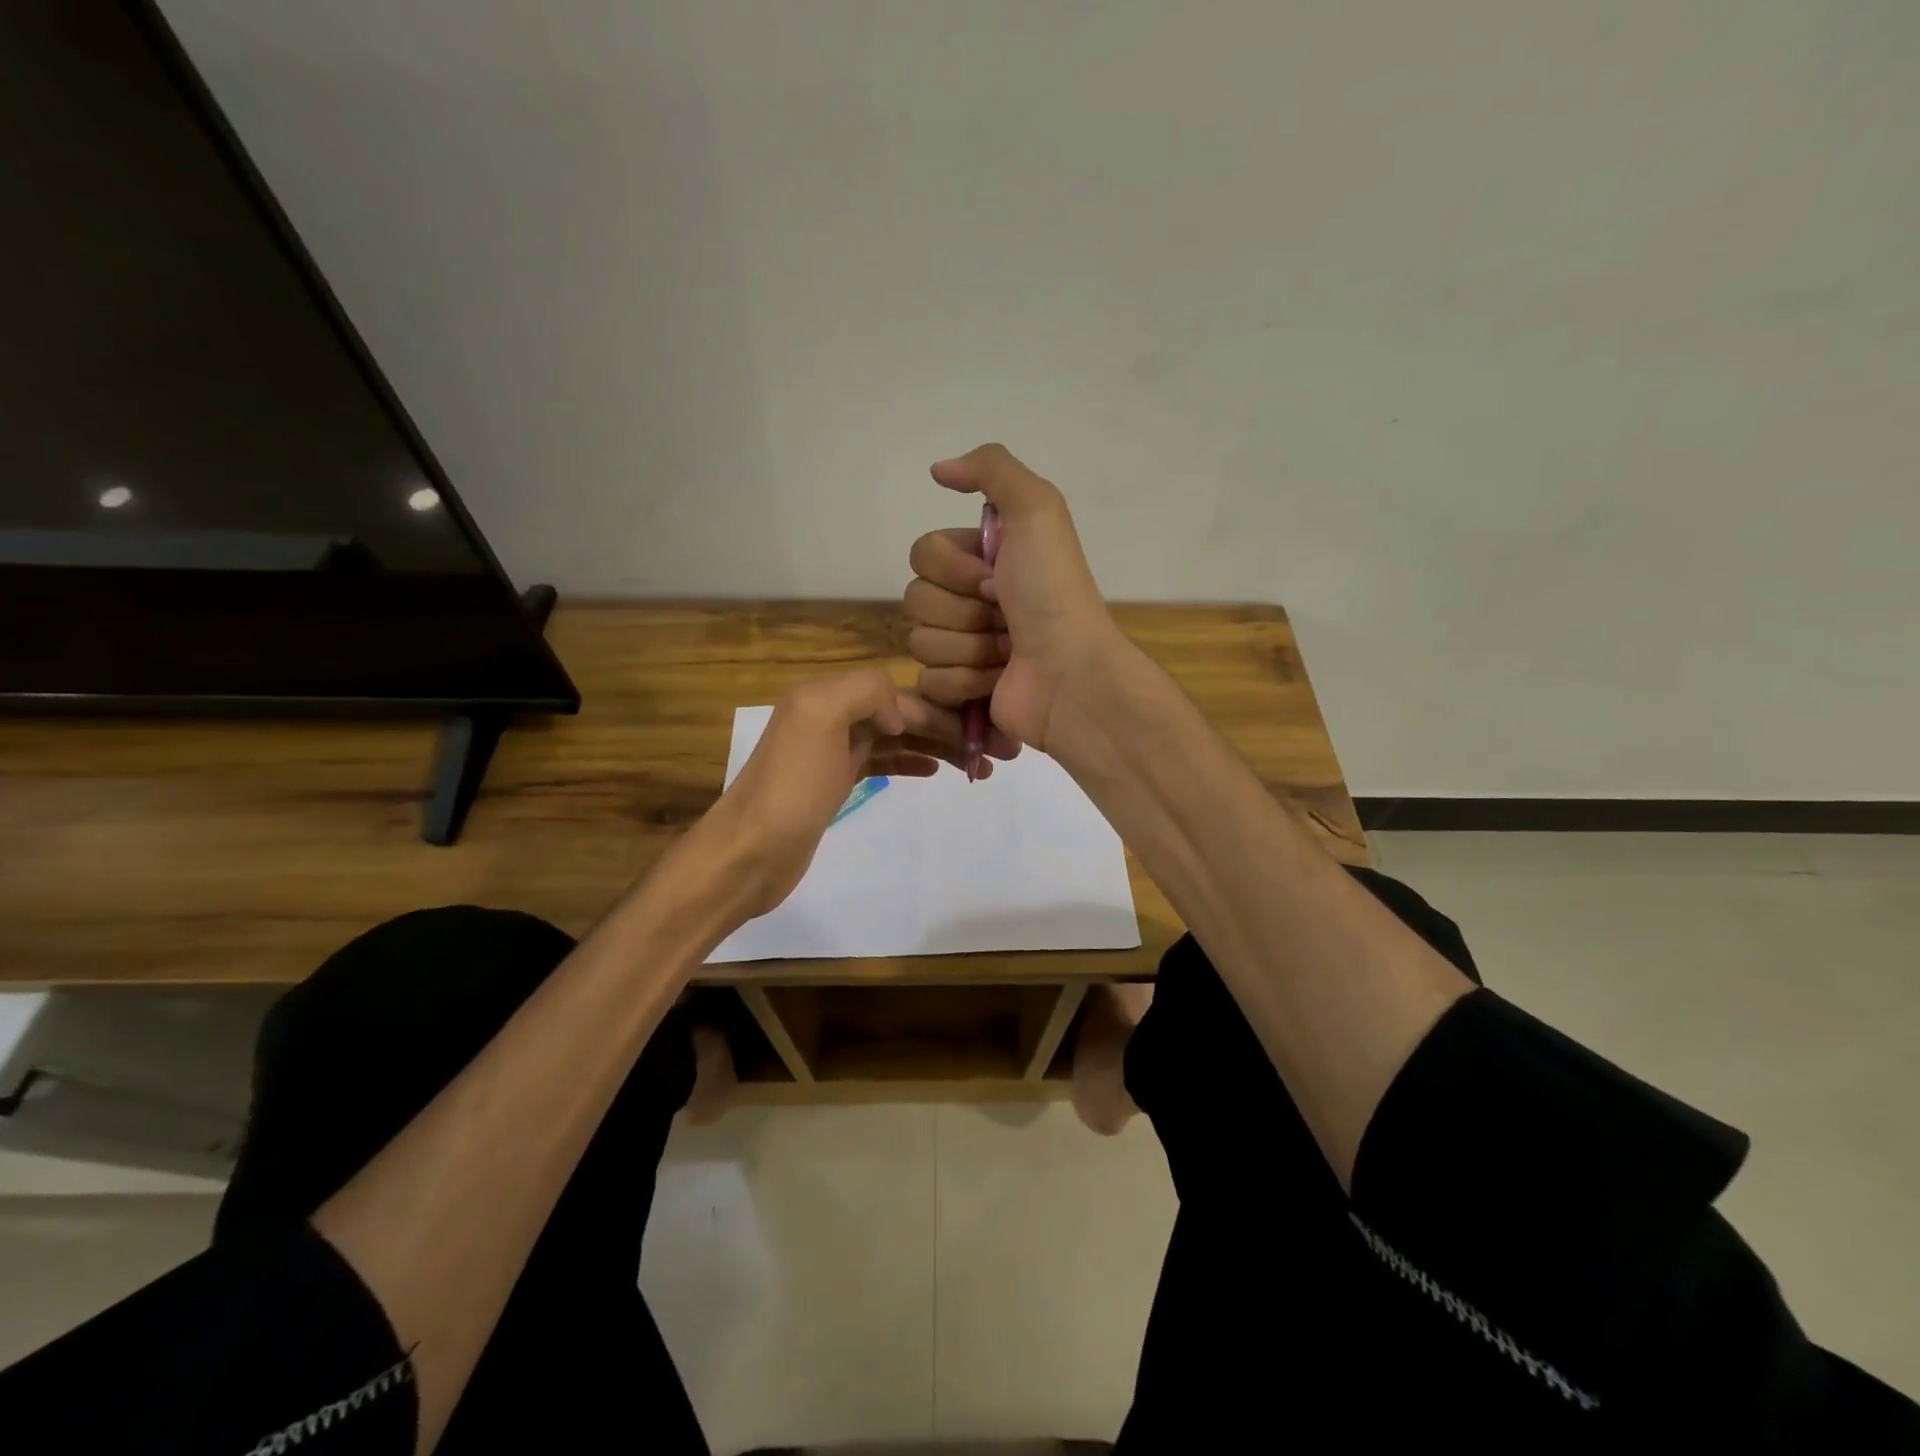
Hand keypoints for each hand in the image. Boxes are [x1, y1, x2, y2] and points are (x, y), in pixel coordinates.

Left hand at [691, 669, 981, 921]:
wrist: (747, 854)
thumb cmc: (789, 789)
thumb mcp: (820, 718)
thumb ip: (864, 691)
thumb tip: (900, 712)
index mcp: (827, 695)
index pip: (899, 692)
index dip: (942, 710)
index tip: (982, 733)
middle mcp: (830, 715)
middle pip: (902, 714)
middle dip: (948, 728)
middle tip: (996, 753)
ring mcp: (831, 750)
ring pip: (897, 738)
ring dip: (938, 747)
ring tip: (978, 767)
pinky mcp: (833, 782)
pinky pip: (882, 761)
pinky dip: (911, 761)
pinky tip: (936, 770)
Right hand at [903, 443, 1122, 752]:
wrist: (1070, 672)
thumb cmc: (1052, 592)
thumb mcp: (1037, 510)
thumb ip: (991, 469)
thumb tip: (937, 470)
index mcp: (982, 559)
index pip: (923, 554)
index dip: (954, 568)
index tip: (996, 577)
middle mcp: (970, 600)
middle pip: (916, 598)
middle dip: (961, 610)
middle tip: (1004, 615)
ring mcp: (964, 647)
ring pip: (920, 641)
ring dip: (968, 646)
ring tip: (1006, 652)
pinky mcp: (960, 690)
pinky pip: (928, 680)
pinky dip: (965, 681)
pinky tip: (997, 679)